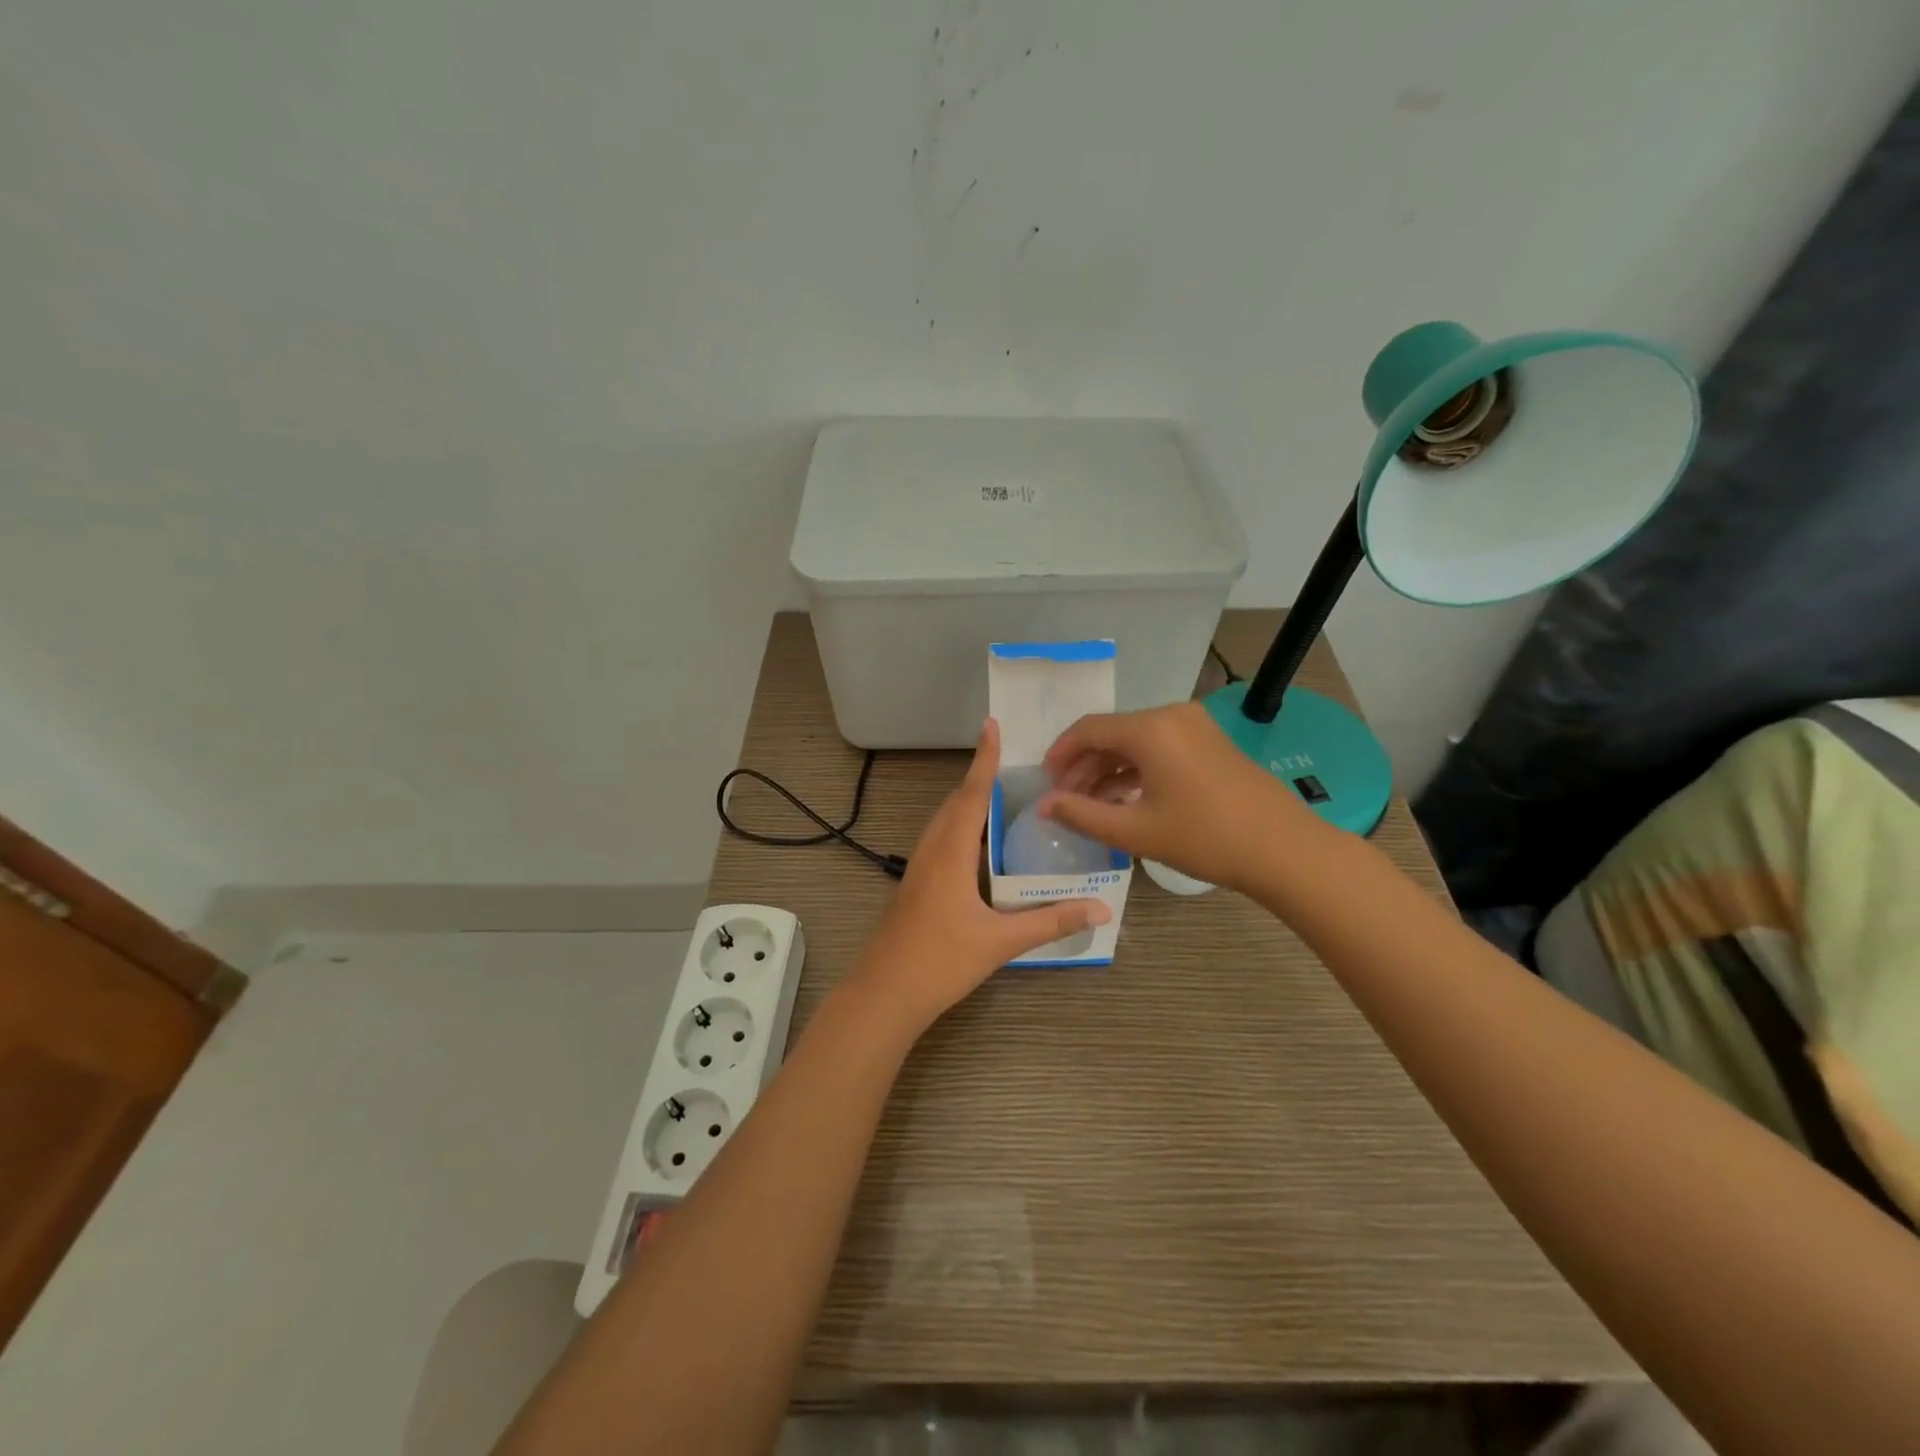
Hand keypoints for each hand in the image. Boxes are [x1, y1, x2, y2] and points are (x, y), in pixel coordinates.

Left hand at [843, 718, 1110, 1035]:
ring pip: (945, 822)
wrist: (883, 994)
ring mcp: (918, 868)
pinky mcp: (915, 886)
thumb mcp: (1001, 942)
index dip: (984, 759)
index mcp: (950, 852)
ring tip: (1002, 801)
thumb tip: (1101, 908)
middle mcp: (931, 850)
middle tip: (1014, 767)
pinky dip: (962, 830)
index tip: (991, 724)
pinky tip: (980, 850)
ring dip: (969, 805)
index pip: (972, 794)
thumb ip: (1050, 921)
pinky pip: (940, 842)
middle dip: (981, 780)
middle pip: (956, 802)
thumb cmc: (940, 961)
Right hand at [1038, 701, 1314, 891]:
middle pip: (1112, 734)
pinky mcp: (1209, 742)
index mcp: (1150, 728)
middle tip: (1063, 799)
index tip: (1043, 782)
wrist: (1283, 849)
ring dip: (1108, 770)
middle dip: (1083, 766)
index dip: (1060, 754)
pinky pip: (1159, 748)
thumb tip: (1043, 805)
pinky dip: (1135, 770)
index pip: (1089, 729)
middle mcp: (1171, 715)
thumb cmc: (1204, 838)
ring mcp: (1194, 727)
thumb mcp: (1135, 831)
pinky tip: (1122, 799)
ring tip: (1089, 805)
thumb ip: (1081, 815)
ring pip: (1135, 742)